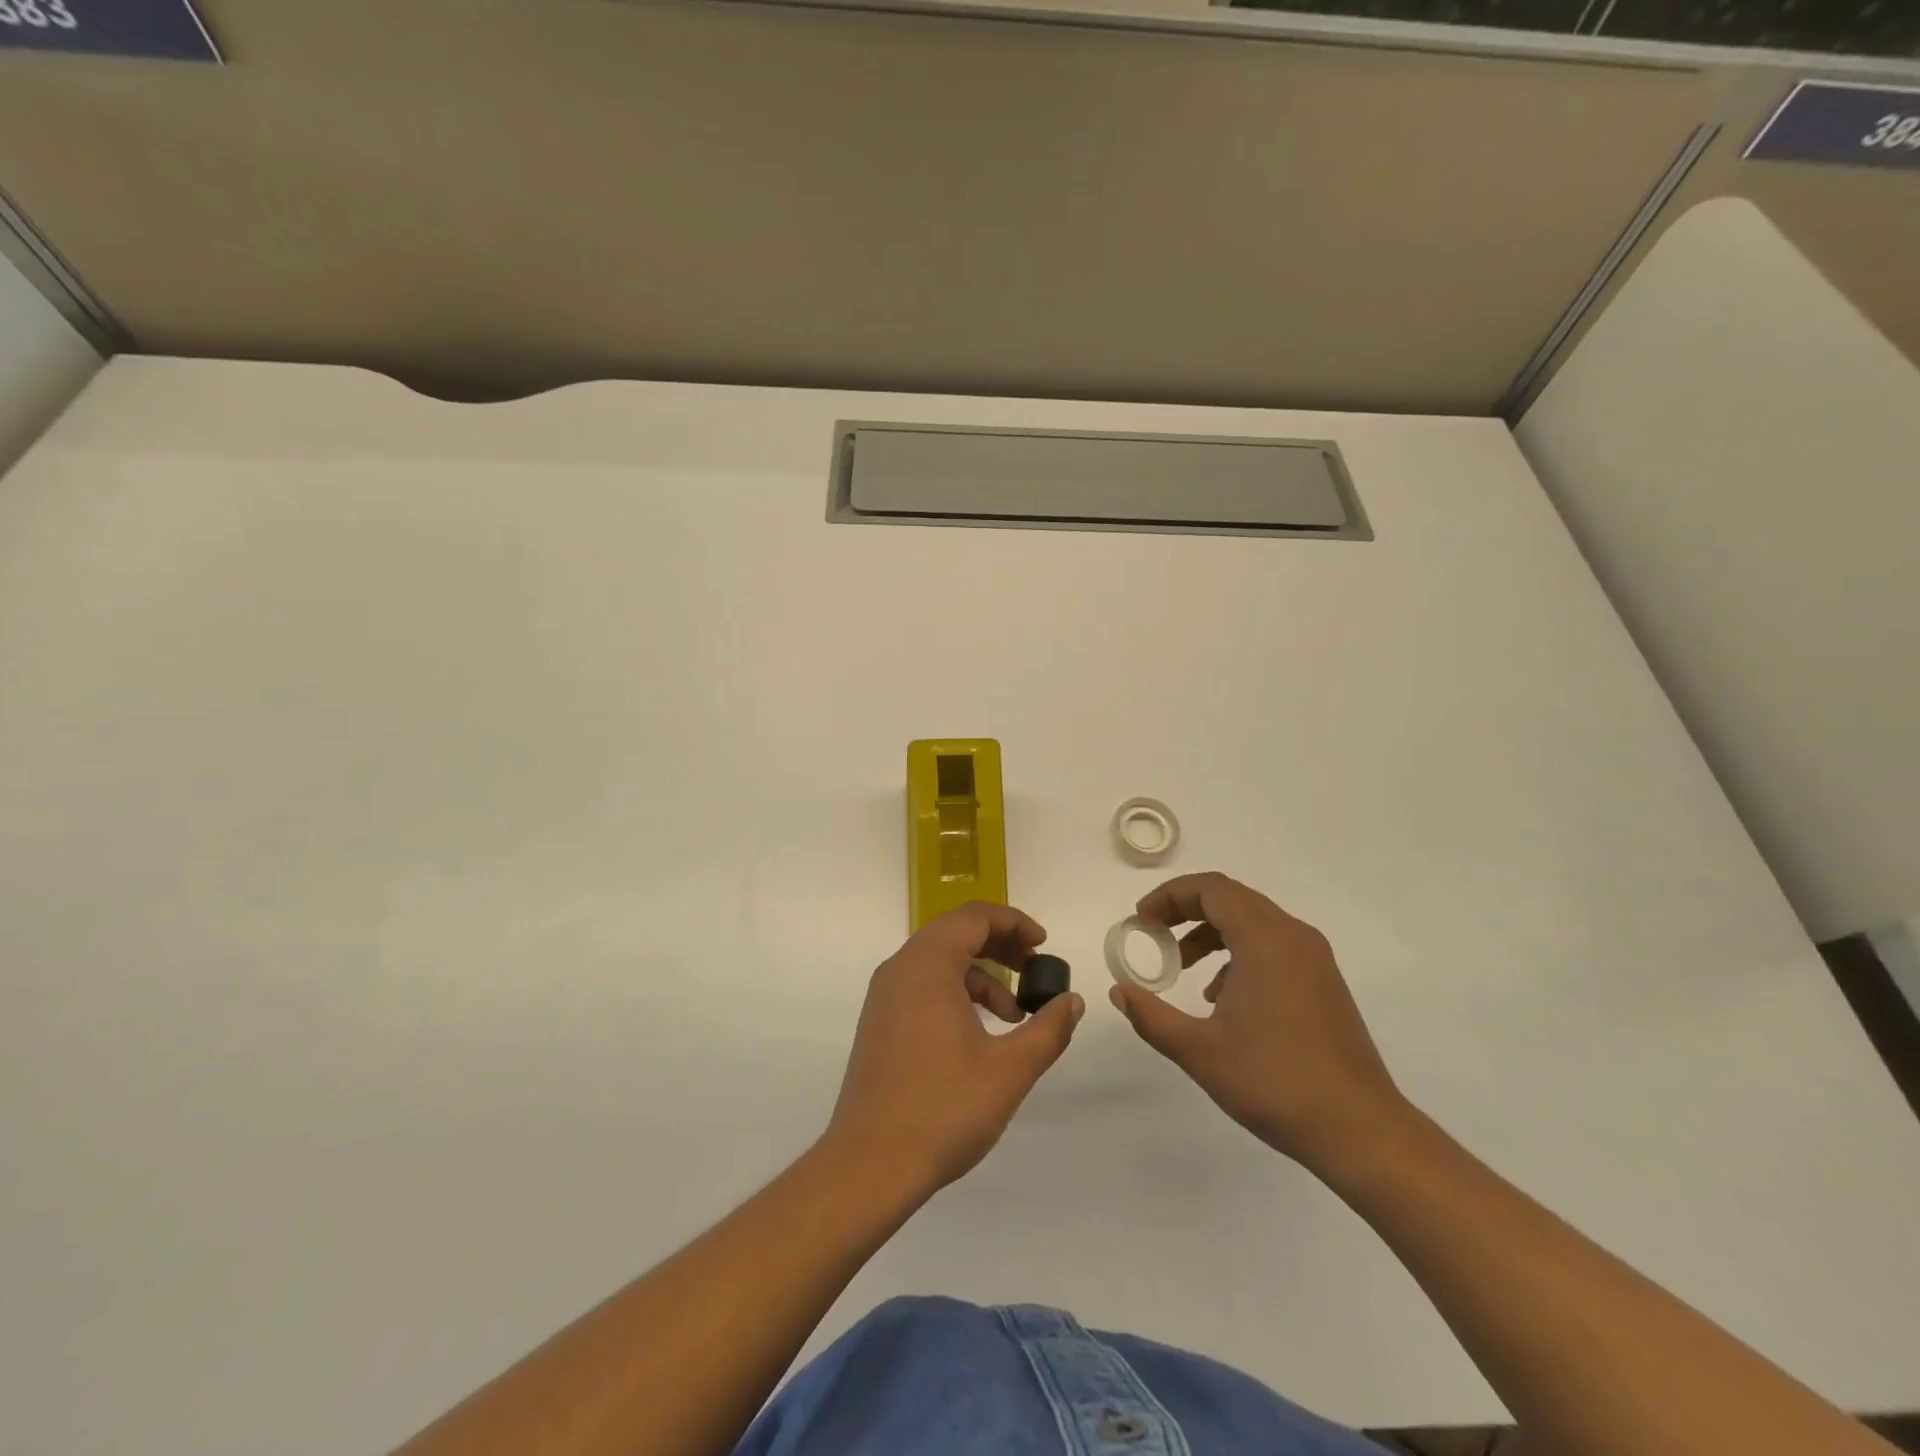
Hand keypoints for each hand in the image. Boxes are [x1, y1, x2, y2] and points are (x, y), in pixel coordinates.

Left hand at [823, 903, 1084, 1199]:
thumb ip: (1048, 1028)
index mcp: (927, 964)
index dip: (1014, 922)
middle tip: (1035, 969)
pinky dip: (956, 993)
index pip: (974, 917)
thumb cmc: (943, 1108)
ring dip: (981, 975)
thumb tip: (1072, 1000)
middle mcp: (900, 968)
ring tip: (1014, 1015)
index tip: (1044, 945)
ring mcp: (884, 996)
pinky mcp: (879, 1022)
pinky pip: (923, 986)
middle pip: (956, 933)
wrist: (870, 1165)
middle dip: (1000, 946)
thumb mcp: (1010, 1069)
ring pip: (939, 962)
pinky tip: (980, 1034)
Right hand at [1109, 872, 1408, 1178]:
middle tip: (1154, 934)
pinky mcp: (1324, 982)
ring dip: (1211, 932)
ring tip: (1182, 967)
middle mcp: (1293, 936)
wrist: (1361, 1130)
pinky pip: (1272, 945)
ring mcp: (1314, 959)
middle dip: (1186, 910)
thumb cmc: (1275, 1083)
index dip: (1170, 896)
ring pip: (1253, 921)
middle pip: (1231, 898)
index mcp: (1265, 940)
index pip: (1211, 889)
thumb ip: (1151, 1016)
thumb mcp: (1199, 1051)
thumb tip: (1118, 991)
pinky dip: (1238, 952)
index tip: (1141, 919)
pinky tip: (1221, 996)